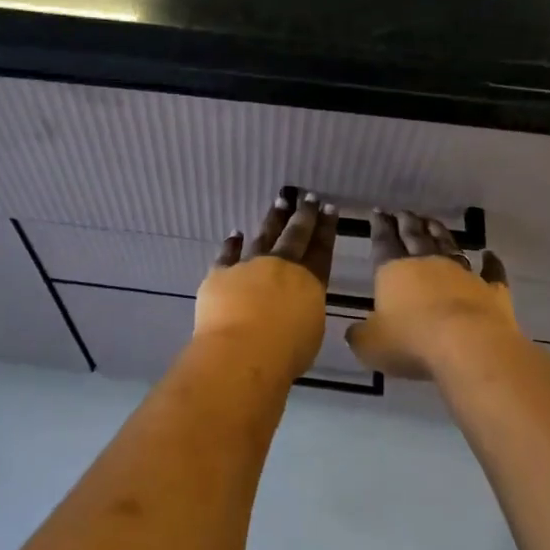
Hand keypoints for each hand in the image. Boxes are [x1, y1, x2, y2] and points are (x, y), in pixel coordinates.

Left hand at [195, 192, 338, 381]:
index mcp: (309, 282)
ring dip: (273, 220)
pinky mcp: (221, 274)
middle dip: (303, 215)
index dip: (326, 228)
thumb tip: (298, 303)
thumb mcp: (310, 332)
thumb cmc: (285, 352)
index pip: (321, 249)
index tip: (328, 208)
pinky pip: (227, 254)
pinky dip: (232, 243)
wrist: (241, 352)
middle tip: (307, 197)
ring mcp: (249, 266)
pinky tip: (235, 233)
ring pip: (263, 237)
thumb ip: (306, 310)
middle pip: (295, 236)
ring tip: (279, 203)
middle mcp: (281, 266)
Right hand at [347, 212, 517, 379]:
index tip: (378, 211)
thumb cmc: (411, 342)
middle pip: (415, 237)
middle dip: (407, 223)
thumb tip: (354, 332)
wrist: (468, 346)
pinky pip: (492, 272)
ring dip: (439, 232)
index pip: (383, 242)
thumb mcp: (371, 345)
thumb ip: (360, 335)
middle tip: (402, 212)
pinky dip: (491, 262)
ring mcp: (462, 273)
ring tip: (431, 221)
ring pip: (449, 245)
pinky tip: (490, 254)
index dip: (379, 226)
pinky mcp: (492, 290)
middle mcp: (428, 264)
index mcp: (394, 271)